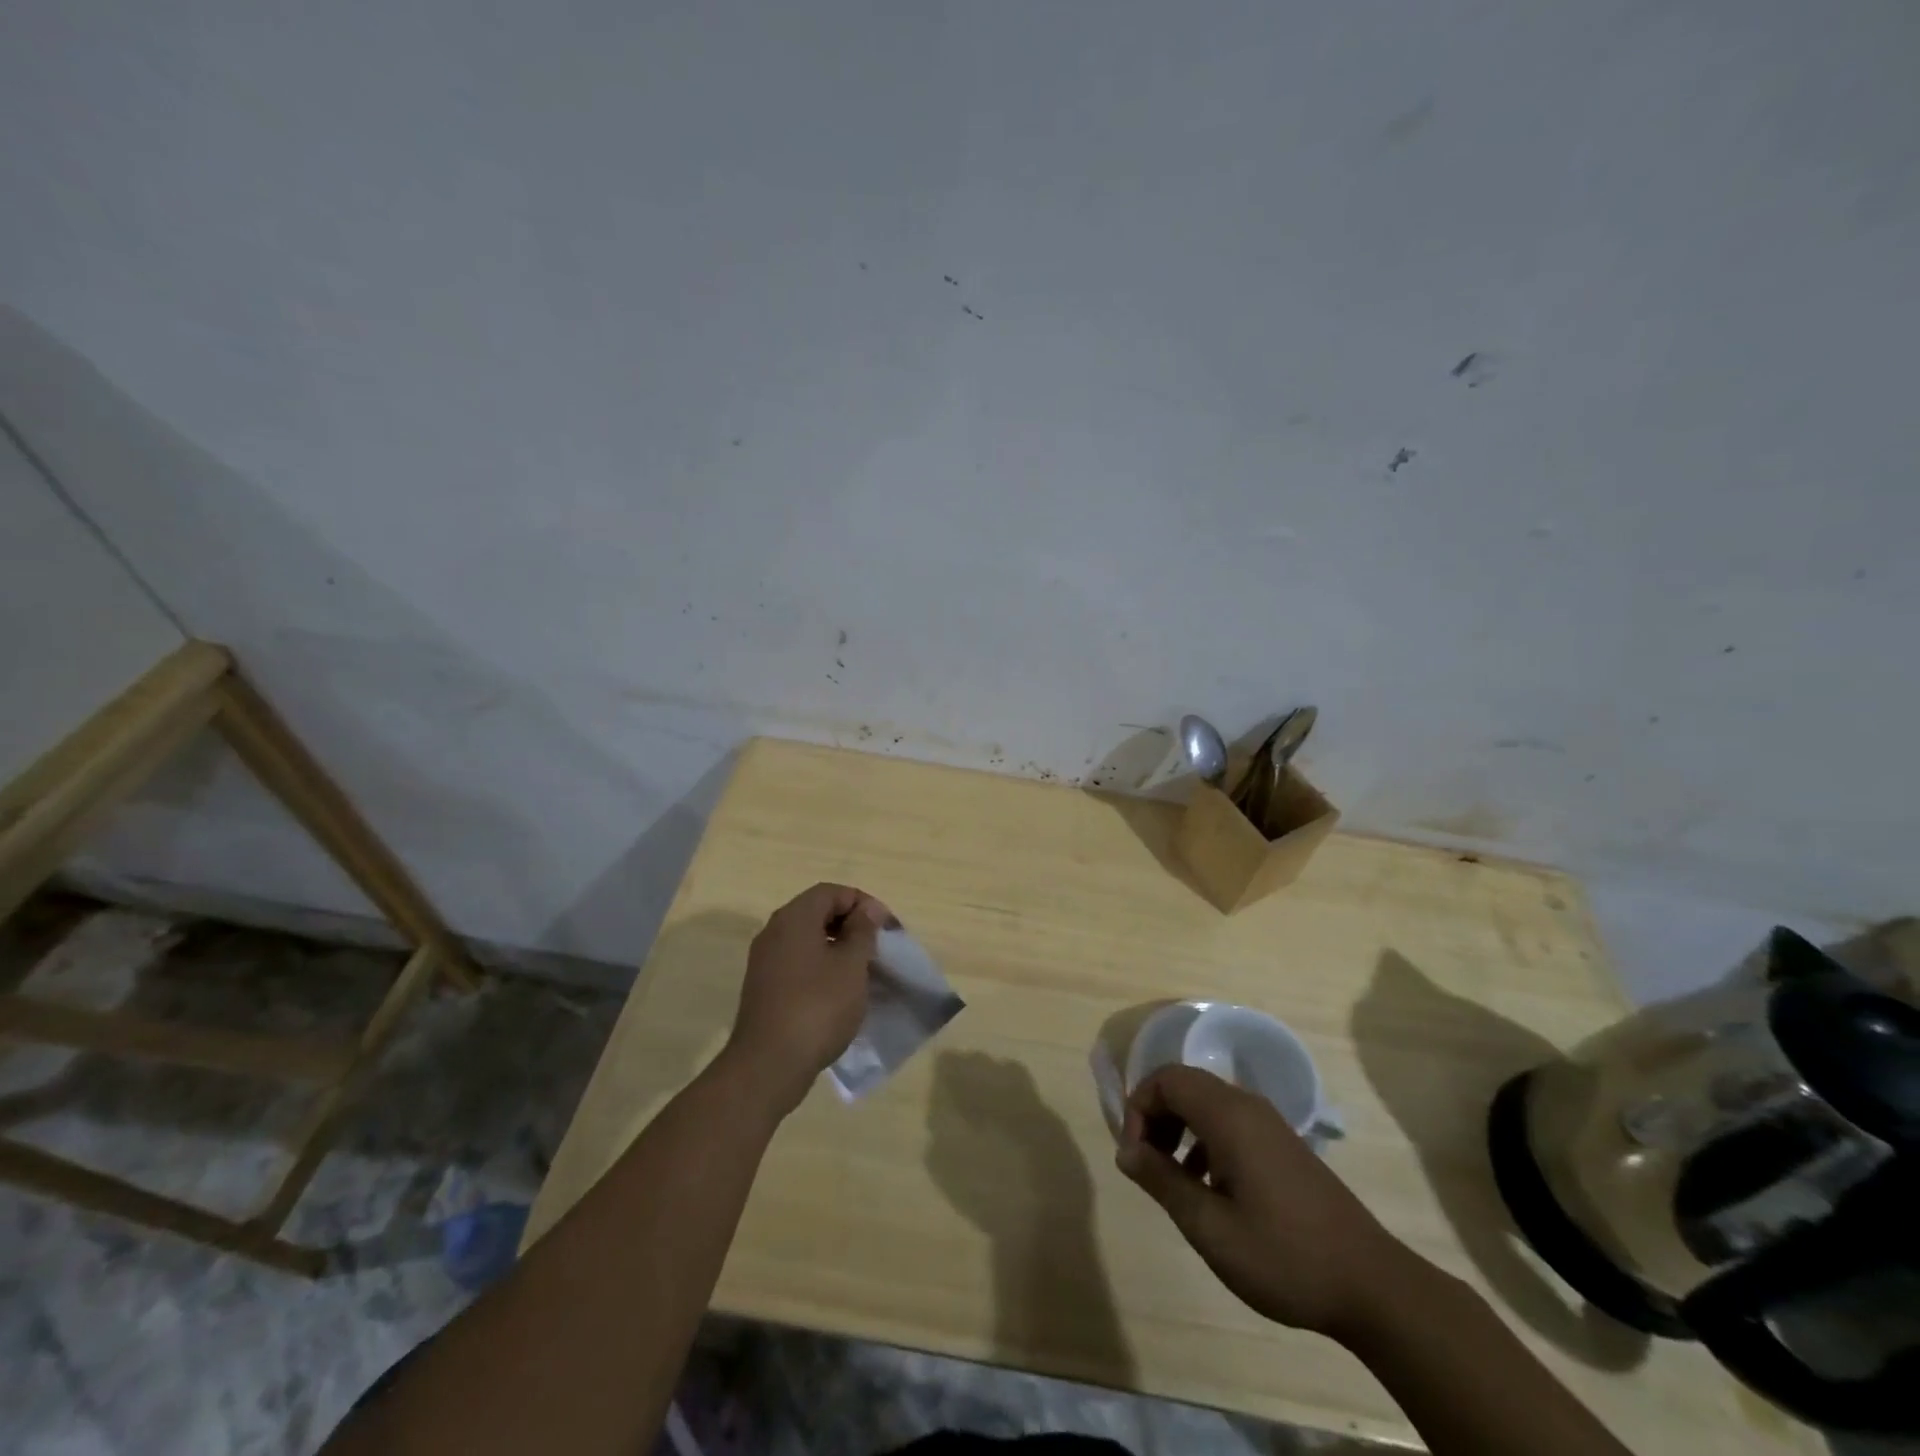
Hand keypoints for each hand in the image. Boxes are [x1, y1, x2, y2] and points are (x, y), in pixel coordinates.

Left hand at [725, 883, 891, 1114]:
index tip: (886, 928)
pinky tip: (839, 993)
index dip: (863, 903)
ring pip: (808, 940)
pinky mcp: (764, 988)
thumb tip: (867, 909)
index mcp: (794, 918)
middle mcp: (774, 931)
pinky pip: (798, 963)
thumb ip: (862, 931)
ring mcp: (765, 961)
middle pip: (817, 912)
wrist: (768, 1066)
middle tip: (877, 948)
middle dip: (851, 925)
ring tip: (862, 972)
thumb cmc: (817, 1007)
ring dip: (837, 948)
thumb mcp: (851, 965)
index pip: (832, 892)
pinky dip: (821, 968)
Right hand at [1117, 1064, 1417, 1342]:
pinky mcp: (1282, 1146)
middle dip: (1155, 1117)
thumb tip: (1125, 1150)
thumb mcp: (1210, 1227)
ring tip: (1173, 1180)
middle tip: (1147, 1165)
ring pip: (1206, 1104)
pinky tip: (1209, 1190)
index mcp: (1228, 1116)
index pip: (1166, 1079)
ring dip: (1178, 1129)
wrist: (1373, 1286)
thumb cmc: (1284, 1256)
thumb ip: (1162, 1181)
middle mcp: (1247, 1106)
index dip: (1138, 1108)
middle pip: (1184, 1085)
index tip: (1133, 1156)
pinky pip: (1229, 1123)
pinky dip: (1204, 1141)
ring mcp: (1269, 1124)